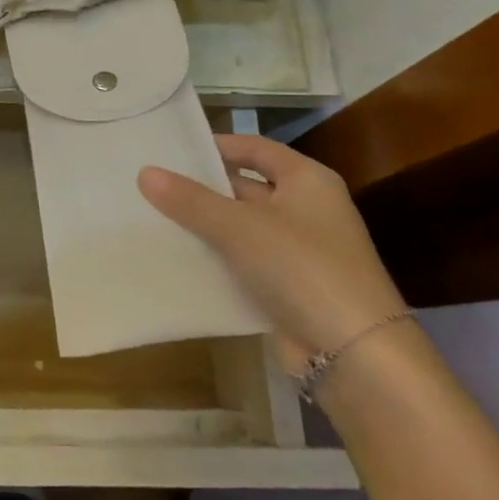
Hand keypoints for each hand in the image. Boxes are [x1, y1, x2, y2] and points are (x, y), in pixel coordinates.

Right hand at [138, 134, 406, 371]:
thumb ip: (190, 200)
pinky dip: (215, 260)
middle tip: (153, 184)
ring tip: (152, 217)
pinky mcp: (288, 288)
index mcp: (308, 181)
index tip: (174, 148)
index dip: (218, 145)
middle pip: (246, 188)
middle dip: (203, 188)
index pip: (256, 149)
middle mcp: (307, 210)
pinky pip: (243, 263)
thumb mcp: (240, 227)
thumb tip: (145, 172)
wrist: (353, 353)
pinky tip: (176, 259)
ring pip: (241, 229)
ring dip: (204, 226)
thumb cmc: (301, 268)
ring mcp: (299, 252)